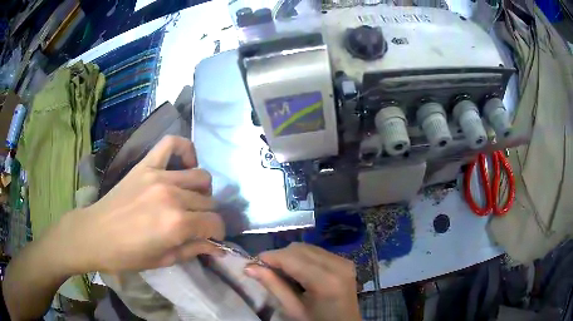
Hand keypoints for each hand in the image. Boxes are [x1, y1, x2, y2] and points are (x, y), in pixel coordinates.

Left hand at [56, 136, 224, 273]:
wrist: (96, 234)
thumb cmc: (128, 255)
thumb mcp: (164, 260)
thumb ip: (194, 250)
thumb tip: (218, 247)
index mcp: (177, 224)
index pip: (214, 222)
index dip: (217, 233)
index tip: (212, 238)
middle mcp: (173, 196)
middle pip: (209, 201)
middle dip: (209, 216)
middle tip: (198, 224)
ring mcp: (159, 176)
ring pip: (199, 176)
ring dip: (202, 190)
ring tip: (191, 199)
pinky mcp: (145, 165)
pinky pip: (171, 144)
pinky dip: (184, 150)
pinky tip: (184, 164)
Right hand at [245, 243, 360, 320]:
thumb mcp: (293, 308)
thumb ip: (273, 285)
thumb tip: (249, 267)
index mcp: (325, 280)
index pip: (291, 258)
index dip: (269, 257)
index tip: (253, 264)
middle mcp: (337, 264)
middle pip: (299, 248)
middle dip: (279, 256)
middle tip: (266, 271)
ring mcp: (344, 261)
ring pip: (307, 247)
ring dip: (290, 256)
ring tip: (282, 273)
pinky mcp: (345, 261)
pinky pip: (317, 251)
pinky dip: (303, 257)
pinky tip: (299, 272)